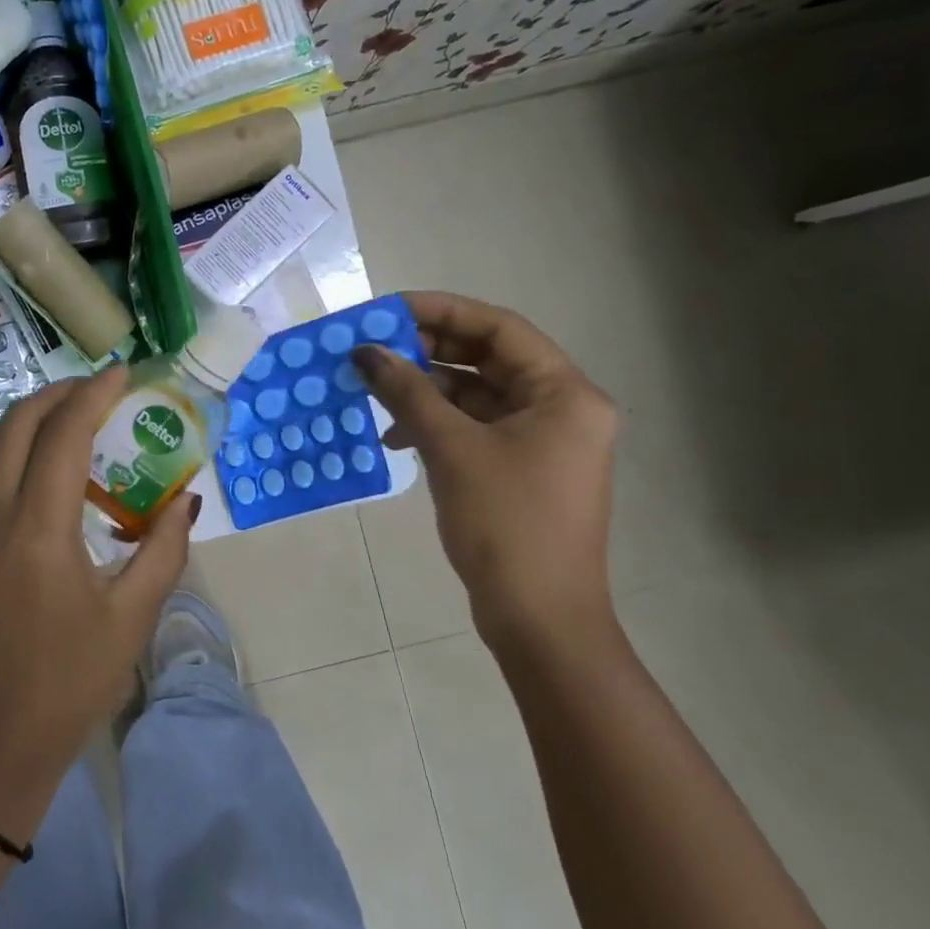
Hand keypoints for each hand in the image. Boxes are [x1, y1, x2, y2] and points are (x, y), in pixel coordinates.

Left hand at [0, 369, 196, 844]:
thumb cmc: (64, 690)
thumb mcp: (129, 621)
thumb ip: (163, 551)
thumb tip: (186, 499)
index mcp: (37, 528)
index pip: (64, 433)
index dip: (94, 393)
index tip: (123, 372)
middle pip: (16, 424)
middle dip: (57, 394)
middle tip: (97, 389)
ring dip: (27, 418)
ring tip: (68, 418)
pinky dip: (8, 449)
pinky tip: (38, 468)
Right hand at [355, 292, 617, 652]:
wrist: (539, 618)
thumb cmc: (506, 524)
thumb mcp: (452, 449)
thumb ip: (408, 392)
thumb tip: (365, 352)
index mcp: (564, 394)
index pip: (499, 328)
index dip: (441, 310)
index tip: (386, 310)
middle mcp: (561, 409)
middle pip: (487, 359)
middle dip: (427, 350)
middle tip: (371, 348)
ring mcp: (541, 441)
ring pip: (476, 395)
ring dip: (425, 390)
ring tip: (373, 389)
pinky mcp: (520, 469)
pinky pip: (474, 428)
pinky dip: (435, 424)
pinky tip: (395, 436)